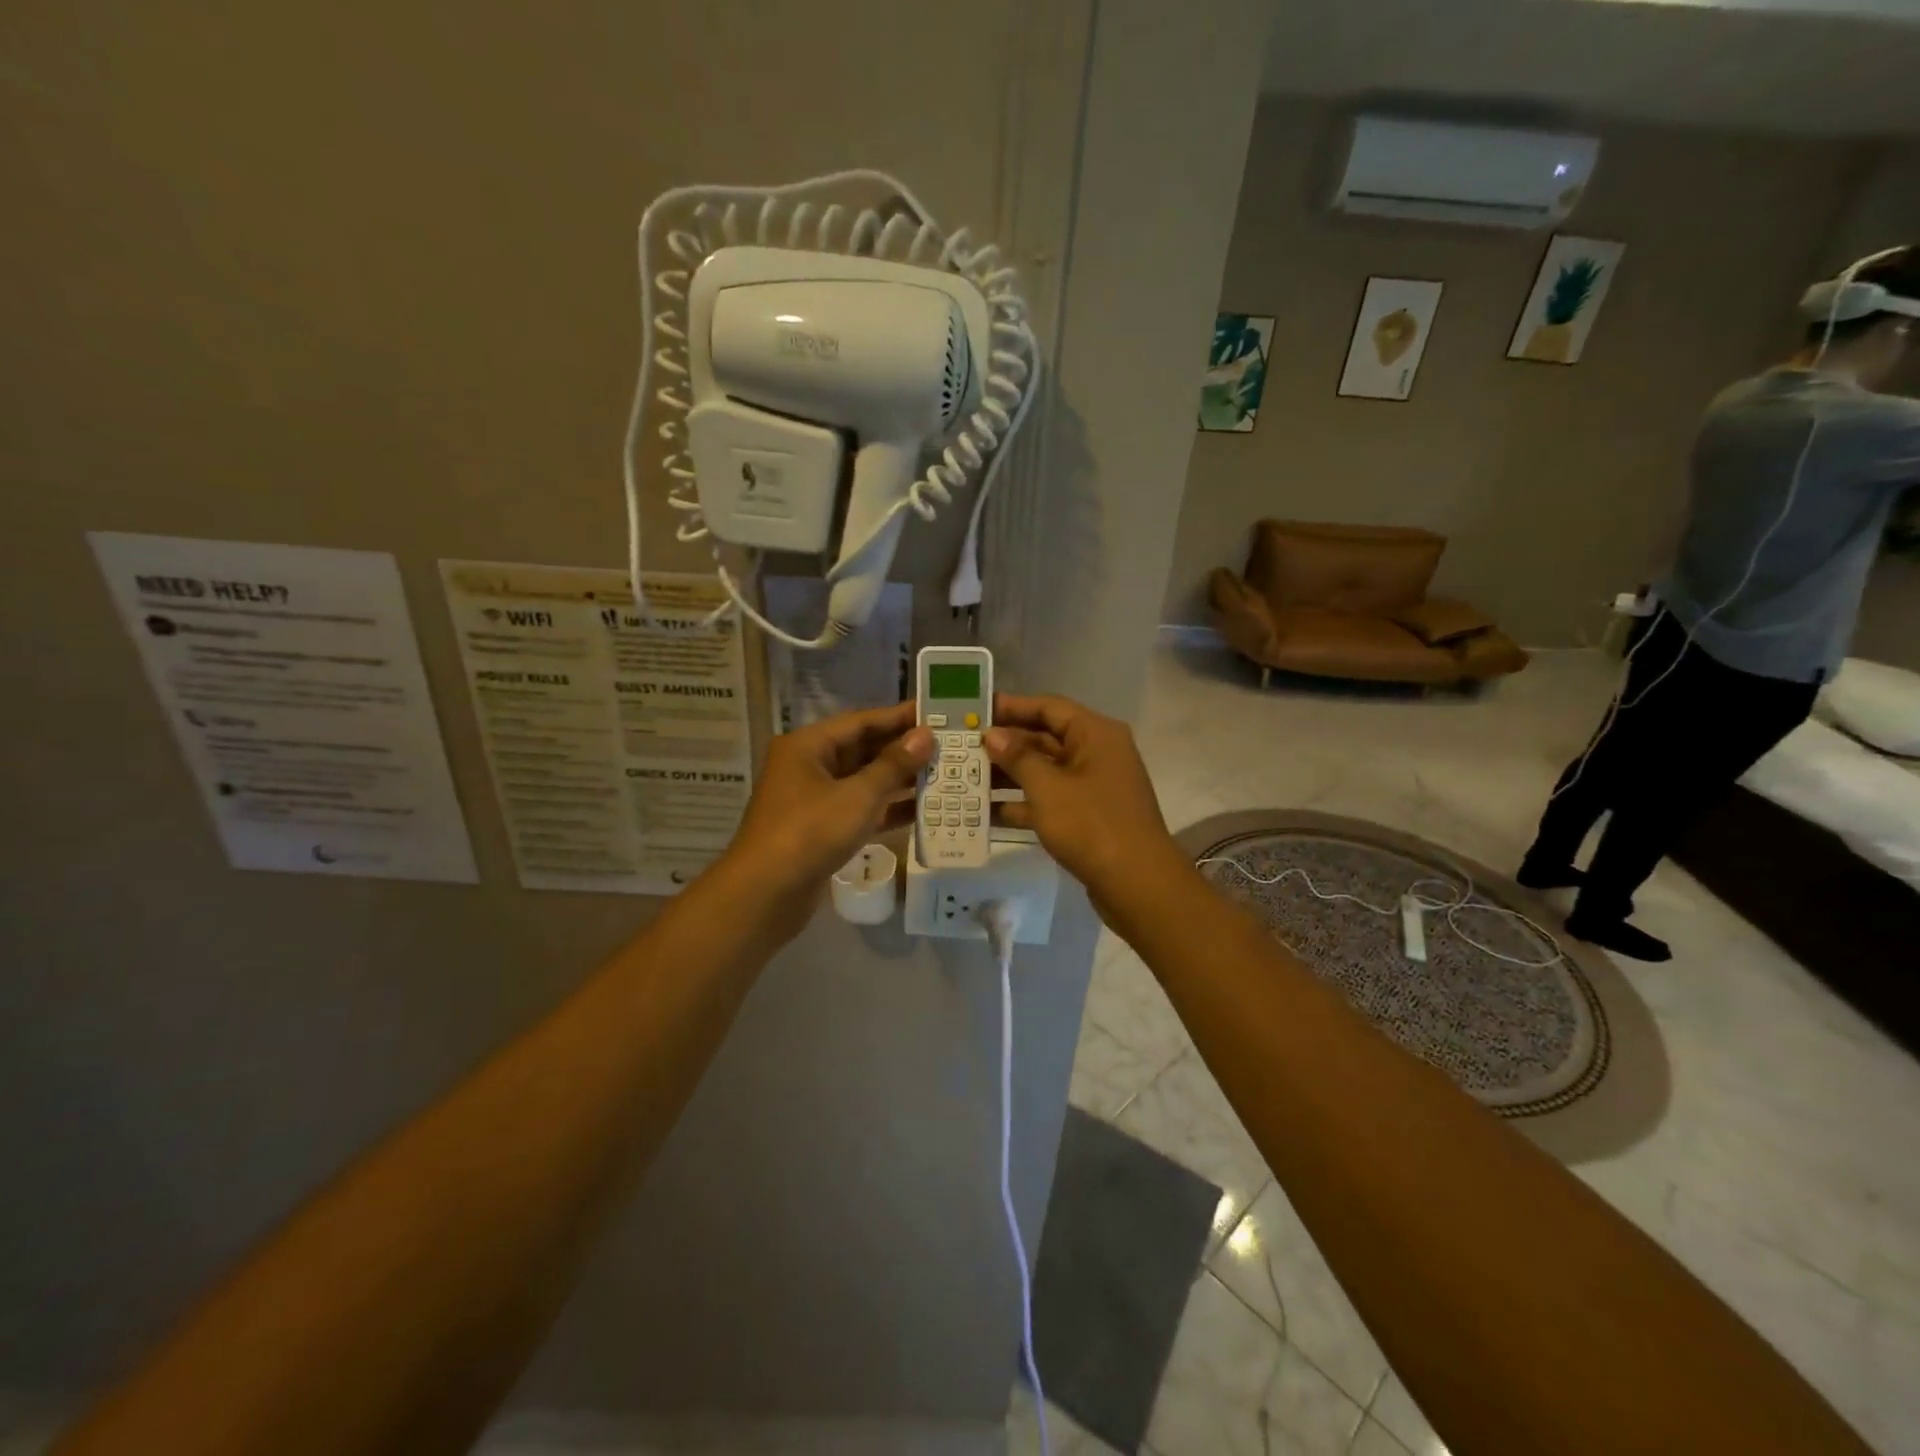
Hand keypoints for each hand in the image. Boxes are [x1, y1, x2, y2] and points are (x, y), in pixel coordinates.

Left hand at [721, 702, 934, 942]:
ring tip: (943, 775)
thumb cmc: (810, 833)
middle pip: (863, 749)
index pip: (861, 721)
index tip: (936, 713)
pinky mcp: (821, 829)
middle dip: (903, 749)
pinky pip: (860, 809)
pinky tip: (923, 811)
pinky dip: (887, 809)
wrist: (765, 895)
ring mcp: (814, 799)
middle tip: (947, 745)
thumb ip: (894, 765)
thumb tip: (925, 735)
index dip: (899, 717)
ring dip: (899, 780)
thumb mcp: (857, 796)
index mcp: (808, 746)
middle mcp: (809, 766)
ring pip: (863, 781)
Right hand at [986, 693, 1184, 912]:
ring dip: (1009, 775)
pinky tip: (987, 813)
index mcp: (1095, 734)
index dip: (1011, 707)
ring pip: (1045, 771)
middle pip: (1045, 738)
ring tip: (966, 778)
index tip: (975, 711)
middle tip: (963, 747)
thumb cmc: (1092, 825)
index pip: (1049, 707)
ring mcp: (1094, 786)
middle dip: (1005, 744)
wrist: (1138, 885)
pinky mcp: (1088, 816)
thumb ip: (1018, 757)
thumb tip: (993, 734)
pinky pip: (1050, 799)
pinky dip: (1023, 804)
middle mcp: (1097, 753)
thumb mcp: (1048, 788)